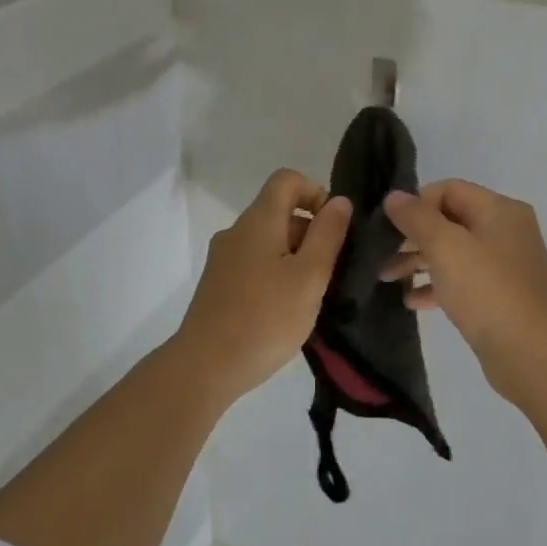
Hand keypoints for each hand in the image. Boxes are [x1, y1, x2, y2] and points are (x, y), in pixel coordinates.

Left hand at [175, 169, 351, 403]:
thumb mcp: (310, 276)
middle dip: (311, 232)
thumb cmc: (266, 318)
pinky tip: (287, 309)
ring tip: (313, 296)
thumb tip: (339, 201)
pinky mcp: (219, 285)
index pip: (287, 180)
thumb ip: (328, 235)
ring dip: (296, 258)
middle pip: (279, 212)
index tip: (334, 228)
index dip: (316, 192)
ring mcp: (223, 259)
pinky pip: (255, 264)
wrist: (207, 366)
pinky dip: (277, 275)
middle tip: (332, 271)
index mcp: (258, 221)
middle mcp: (236, 232)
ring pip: (268, 242)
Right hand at [381, 180, 546, 374]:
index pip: (449, 190)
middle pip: (450, 221)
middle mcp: (505, 232)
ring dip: (418, 262)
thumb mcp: (446, 247)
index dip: (416, 203)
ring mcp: (504, 266)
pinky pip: (461, 281)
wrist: (528, 352)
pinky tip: (411, 301)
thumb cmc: (486, 290)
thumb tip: (393, 196)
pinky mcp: (499, 296)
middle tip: (381, 255)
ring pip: (452, 253)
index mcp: (500, 211)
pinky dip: (436, 287)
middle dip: (413, 236)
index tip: (390, 227)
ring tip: (386, 279)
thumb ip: (417, 218)